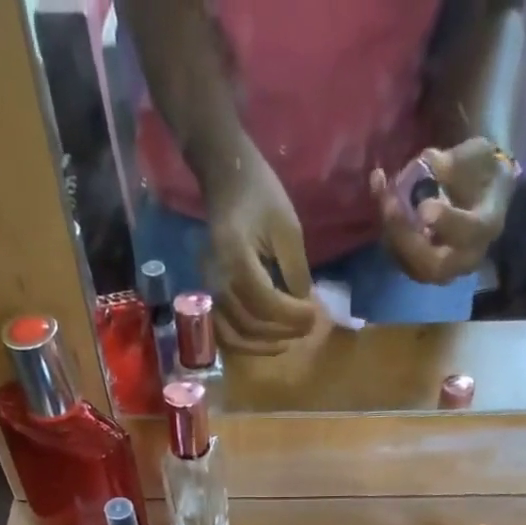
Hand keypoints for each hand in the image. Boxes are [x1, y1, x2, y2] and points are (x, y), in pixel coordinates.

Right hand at [201, 145, 319, 354]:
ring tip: (290, 339)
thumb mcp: (288, 228)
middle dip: (284, 330)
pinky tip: (267, 342)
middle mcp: (219, 281)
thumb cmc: (261, 195)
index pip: (266, 303)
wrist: (226, 178)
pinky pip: (224, 333)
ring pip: (236, 336)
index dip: (293, 315)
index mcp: (237, 259)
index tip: (315, 314)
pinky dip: (246, 344)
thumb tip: (302, 305)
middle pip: (251, 324)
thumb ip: (296, 271)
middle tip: (309, 327)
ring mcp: (211, 291)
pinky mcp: (211, 296)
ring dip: (266, 344)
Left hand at [371, 138, 516, 285]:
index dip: (446, 222)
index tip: (424, 206)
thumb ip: (454, 163)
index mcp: (487, 226)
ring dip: (392, 234)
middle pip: (433, 264)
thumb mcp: (477, 154)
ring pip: (412, 266)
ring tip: (383, 196)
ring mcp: (443, 269)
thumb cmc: (481, 170)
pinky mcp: (423, 269)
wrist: (480, 192)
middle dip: (407, 238)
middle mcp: (466, 257)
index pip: (469, 232)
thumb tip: (427, 164)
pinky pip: (401, 258)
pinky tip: (380, 194)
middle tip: (390, 205)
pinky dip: (387, 230)